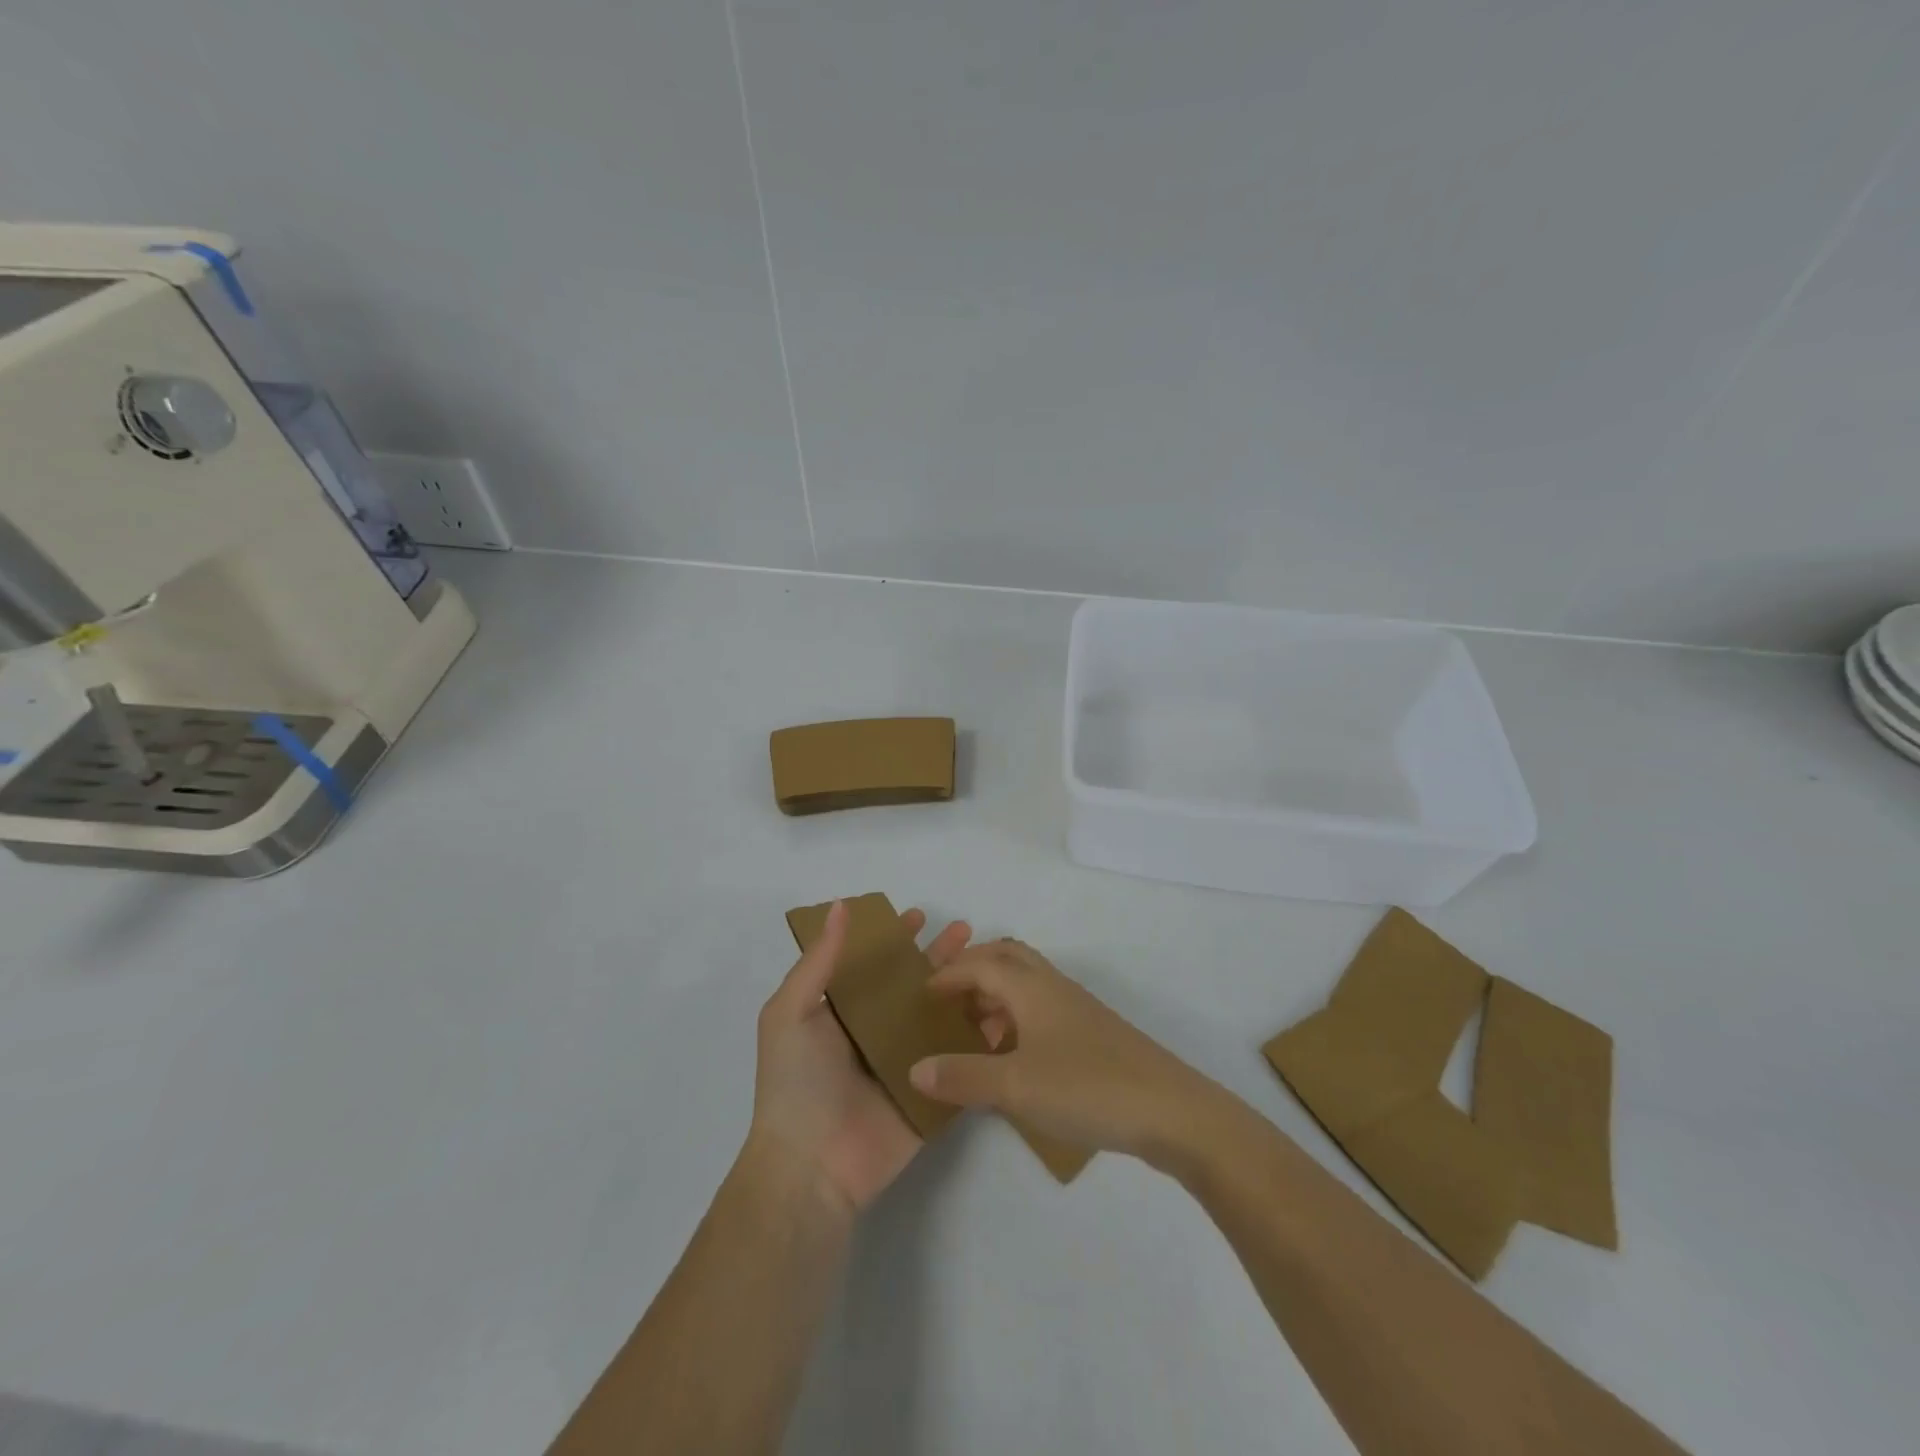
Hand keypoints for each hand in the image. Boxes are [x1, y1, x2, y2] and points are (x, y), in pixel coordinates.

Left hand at [744, 901, 971, 1217]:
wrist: (812, 1168)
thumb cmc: (796, 1083)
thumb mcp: (791, 1013)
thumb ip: (819, 961)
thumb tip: (841, 906)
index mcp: (845, 1012)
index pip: (876, 966)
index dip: (895, 939)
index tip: (919, 916)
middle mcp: (877, 1032)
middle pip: (916, 985)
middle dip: (940, 957)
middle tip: (967, 931)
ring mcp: (908, 1064)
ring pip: (942, 1017)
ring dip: (965, 989)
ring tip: (993, 965)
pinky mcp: (932, 1093)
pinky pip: (960, 1059)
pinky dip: (981, 1037)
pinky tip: (1006, 1013)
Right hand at [906, 939, 1223, 1167]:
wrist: (1171, 1110)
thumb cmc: (1087, 1088)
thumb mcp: (1016, 1086)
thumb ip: (963, 1076)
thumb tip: (915, 1068)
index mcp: (1031, 988)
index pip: (980, 964)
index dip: (948, 974)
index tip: (920, 994)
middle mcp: (1053, 987)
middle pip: (1007, 958)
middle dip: (973, 969)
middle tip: (945, 997)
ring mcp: (1077, 1009)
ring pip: (1027, 982)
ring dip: (996, 993)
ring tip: (973, 1028)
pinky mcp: (1093, 1033)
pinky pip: (1043, 1008)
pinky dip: (1018, 1017)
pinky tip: (1014, 1056)